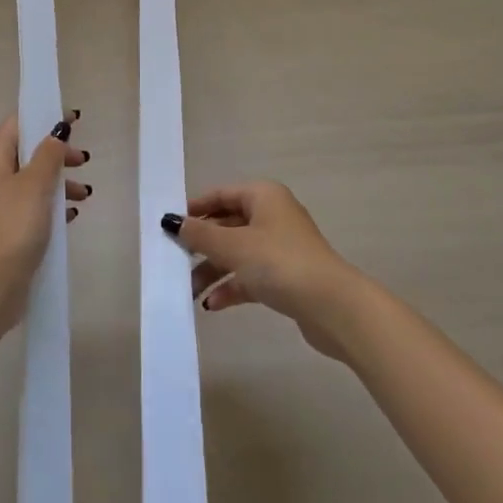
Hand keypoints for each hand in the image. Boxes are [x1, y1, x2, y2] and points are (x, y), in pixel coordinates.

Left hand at [0, 113, 90, 321]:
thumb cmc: (14, 223)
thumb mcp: (36, 183)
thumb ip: (49, 153)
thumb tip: (57, 130)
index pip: (16, 124)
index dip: (44, 117)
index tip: (74, 120)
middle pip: (27, 153)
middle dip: (57, 154)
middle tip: (84, 161)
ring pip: (32, 181)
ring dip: (58, 182)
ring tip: (84, 195)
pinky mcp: (5, 229)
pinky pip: (32, 206)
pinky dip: (51, 205)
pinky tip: (71, 215)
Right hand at [172, 182, 360, 357]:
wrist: (333, 307)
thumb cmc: (279, 263)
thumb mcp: (233, 246)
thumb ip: (200, 234)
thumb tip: (172, 221)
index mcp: (263, 196)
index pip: (221, 195)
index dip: (195, 209)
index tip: (170, 226)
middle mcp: (272, 216)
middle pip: (227, 225)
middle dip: (201, 246)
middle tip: (175, 261)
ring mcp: (281, 248)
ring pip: (237, 253)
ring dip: (213, 271)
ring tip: (189, 291)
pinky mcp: (286, 277)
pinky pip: (250, 276)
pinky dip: (231, 287)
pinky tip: (212, 304)